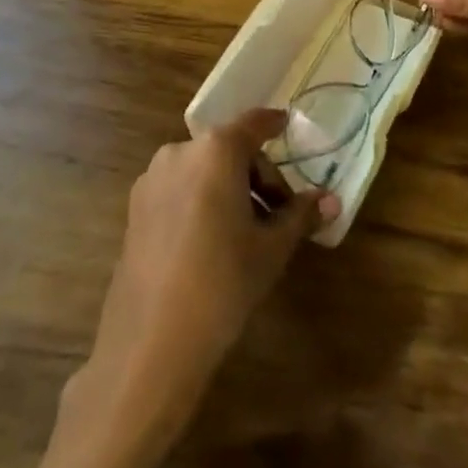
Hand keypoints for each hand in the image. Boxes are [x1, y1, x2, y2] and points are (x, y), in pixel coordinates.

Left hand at [79, 110, 336, 418]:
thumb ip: (300, 215)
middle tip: (279, 214)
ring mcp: (152, 179)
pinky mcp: (135, 208)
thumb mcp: (272, 249)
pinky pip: (179, 189)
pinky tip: (210, 243)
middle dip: (257, 175)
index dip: (273, 124)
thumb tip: (331, 200)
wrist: (151, 343)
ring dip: (228, 188)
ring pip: (202, 170)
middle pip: (229, 149)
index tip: (287, 125)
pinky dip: (200, 200)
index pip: (254, 124)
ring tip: (246, 233)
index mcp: (216, 150)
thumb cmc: (223, 283)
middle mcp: (181, 152)